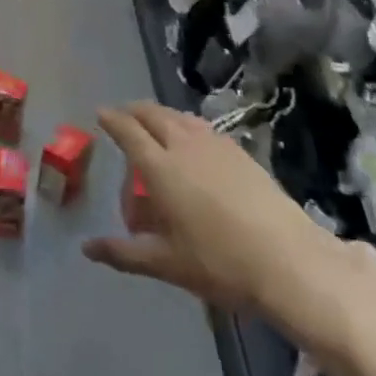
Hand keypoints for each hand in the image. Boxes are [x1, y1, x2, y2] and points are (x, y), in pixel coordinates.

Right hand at [82, 102, 375, 365]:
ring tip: (154, 124)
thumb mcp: (166, 263)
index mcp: (160, 167)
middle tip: (123, 116)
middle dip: (134, 111)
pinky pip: (200, 125)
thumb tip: (87, 249)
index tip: (101, 113)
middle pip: (152, 114)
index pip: (128, 131)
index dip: (112, 120)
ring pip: (178, 116)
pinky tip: (191, 140)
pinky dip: (184, 123)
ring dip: (160, 114)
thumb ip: (124, 253)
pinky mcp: (239, 151)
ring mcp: (214, 144)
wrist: (288, 260)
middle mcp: (183, 145)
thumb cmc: (219, 263)